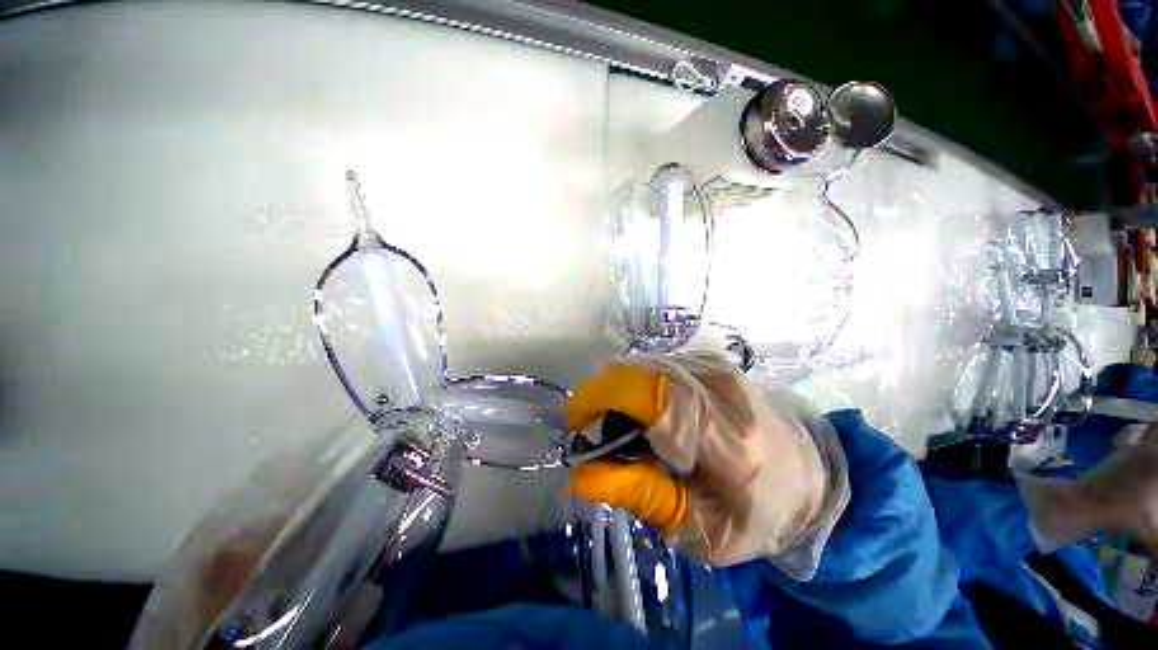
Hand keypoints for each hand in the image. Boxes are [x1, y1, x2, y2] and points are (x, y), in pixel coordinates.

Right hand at [565, 353, 831, 566]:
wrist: (807, 475)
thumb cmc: (757, 513)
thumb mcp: (699, 528)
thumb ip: (640, 494)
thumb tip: (581, 474)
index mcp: (729, 440)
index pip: (654, 397)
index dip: (602, 399)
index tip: (573, 421)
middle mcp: (723, 389)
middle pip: (641, 374)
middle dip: (603, 396)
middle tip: (595, 431)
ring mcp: (717, 367)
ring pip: (643, 366)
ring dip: (619, 393)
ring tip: (622, 428)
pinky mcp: (709, 361)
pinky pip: (655, 365)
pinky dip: (636, 387)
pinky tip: (645, 413)